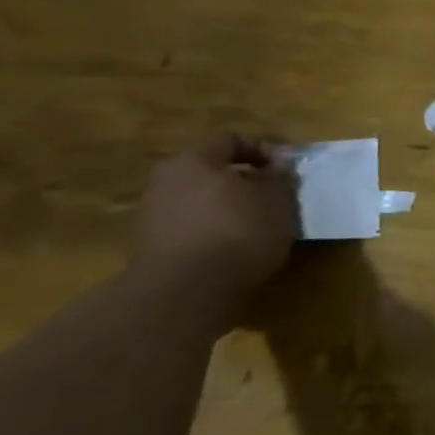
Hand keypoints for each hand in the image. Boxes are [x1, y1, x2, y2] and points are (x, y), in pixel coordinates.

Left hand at [128, 134, 298, 310]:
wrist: (184, 294)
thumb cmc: (238, 233)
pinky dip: (211, 230)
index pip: (229, 139)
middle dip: (242, 180)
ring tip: (256, 225)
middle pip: (209, 170)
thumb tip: (279, 164)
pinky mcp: (148, 248)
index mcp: (193, 161)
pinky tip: (233, 248)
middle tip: (272, 196)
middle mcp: (164, 182)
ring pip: (197, 199)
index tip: (286, 169)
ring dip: (226, 206)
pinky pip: (188, 226)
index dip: (262, 148)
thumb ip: (280, 177)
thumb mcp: (278, 200)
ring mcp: (150, 216)